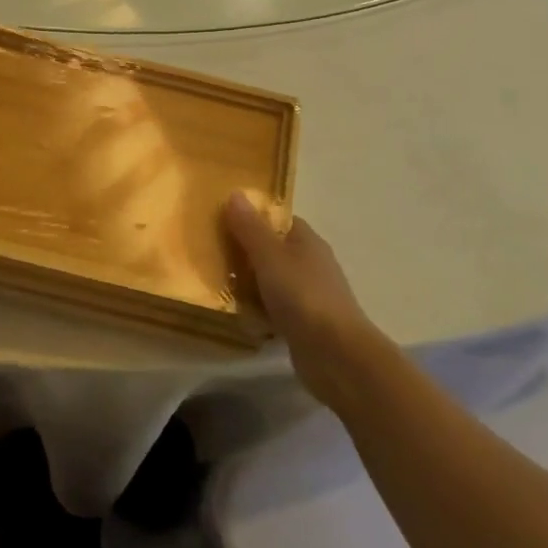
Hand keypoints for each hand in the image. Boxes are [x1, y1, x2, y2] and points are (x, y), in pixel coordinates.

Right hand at [225, 191, 384, 396]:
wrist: (336, 355)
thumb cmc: (302, 296)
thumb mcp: (269, 256)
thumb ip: (250, 228)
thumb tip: (235, 192)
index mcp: (307, 240)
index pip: (278, 220)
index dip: (252, 218)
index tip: (222, 220)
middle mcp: (311, 263)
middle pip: (273, 250)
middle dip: (245, 252)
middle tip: (211, 253)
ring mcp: (310, 295)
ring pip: (272, 281)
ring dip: (250, 283)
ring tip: (216, 283)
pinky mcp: (305, 324)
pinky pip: (275, 308)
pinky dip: (258, 309)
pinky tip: (238, 315)